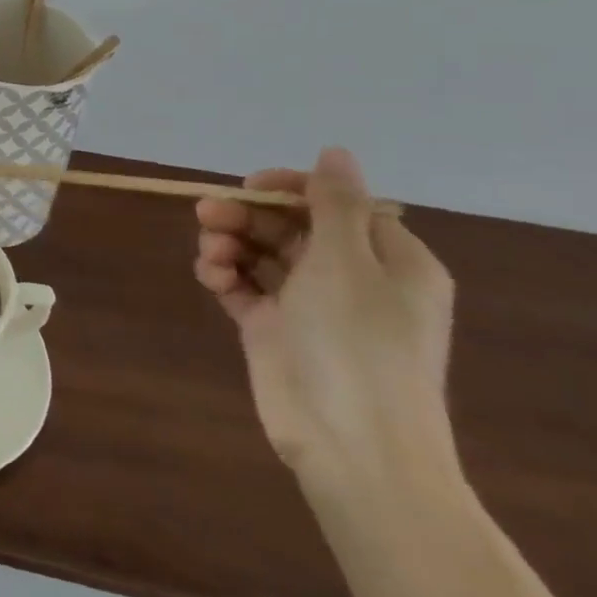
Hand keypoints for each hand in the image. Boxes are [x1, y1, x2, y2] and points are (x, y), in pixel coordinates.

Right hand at [194, 148, 456, 491]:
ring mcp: (310, 304)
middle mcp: (352, 277)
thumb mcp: (348, 263)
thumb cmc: (358, 344)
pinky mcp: (274, 327)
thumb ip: (334, 203)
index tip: (250, 185)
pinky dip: (224, 274)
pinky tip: (212, 277)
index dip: (290, 188)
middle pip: (290, 225)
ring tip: (210, 252)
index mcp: (389, 260)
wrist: (351, 445)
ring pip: (260, 251)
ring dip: (229, 242)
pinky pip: (243, 284)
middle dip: (247, 215)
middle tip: (207, 213)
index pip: (336, 204)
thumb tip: (336, 151)